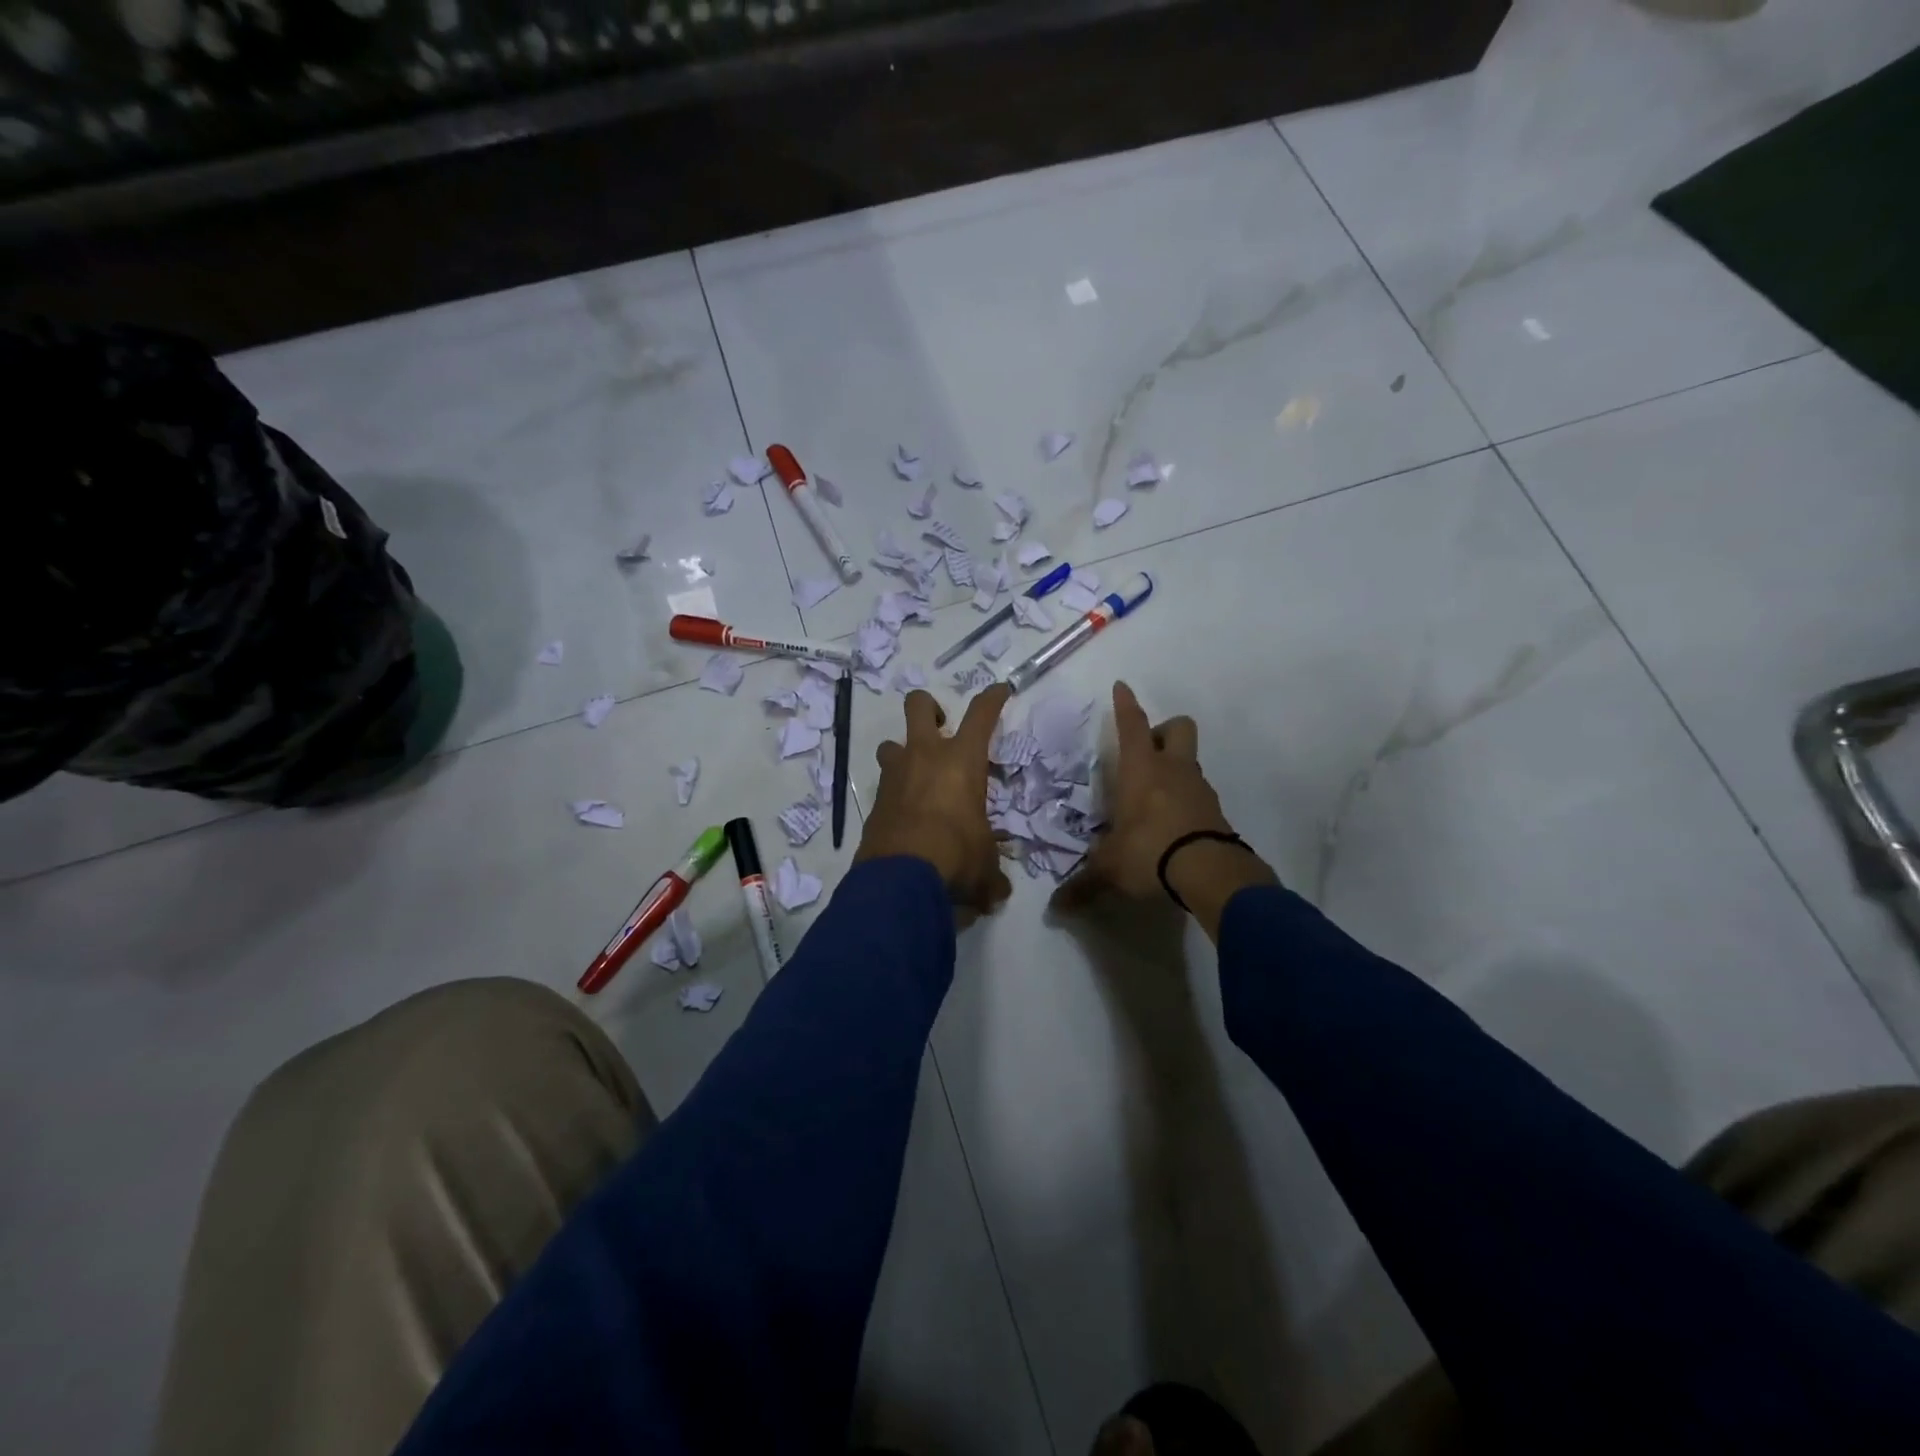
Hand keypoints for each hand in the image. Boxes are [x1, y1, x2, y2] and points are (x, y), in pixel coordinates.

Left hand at [857, 684, 1013, 915]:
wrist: (900, 878)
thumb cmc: (957, 856)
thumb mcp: (985, 864)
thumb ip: (992, 874)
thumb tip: (998, 894)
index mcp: (962, 760)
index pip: (981, 714)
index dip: (992, 697)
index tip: (999, 690)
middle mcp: (925, 756)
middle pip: (919, 705)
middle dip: (929, 708)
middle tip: (940, 727)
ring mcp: (894, 776)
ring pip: (891, 744)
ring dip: (903, 754)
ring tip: (916, 777)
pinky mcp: (874, 801)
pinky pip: (884, 785)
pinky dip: (894, 794)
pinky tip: (904, 817)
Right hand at [1052, 682, 1274, 937]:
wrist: (1209, 872)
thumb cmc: (1149, 853)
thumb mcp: (1110, 869)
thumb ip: (1083, 884)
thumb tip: (1054, 909)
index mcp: (1141, 770)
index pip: (1132, 725)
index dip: (1126, 704)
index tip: (1122, 686)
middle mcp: (1173, 770)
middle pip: (1179, 727)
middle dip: (1164, 731)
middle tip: (1147, 751)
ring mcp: (1199, 788)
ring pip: (1190, 760)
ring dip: (1175, 768)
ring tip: (1155, 796)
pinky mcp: (1216, 811)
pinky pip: (1199, 792)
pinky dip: (1187, 799)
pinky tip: (1174, 823)